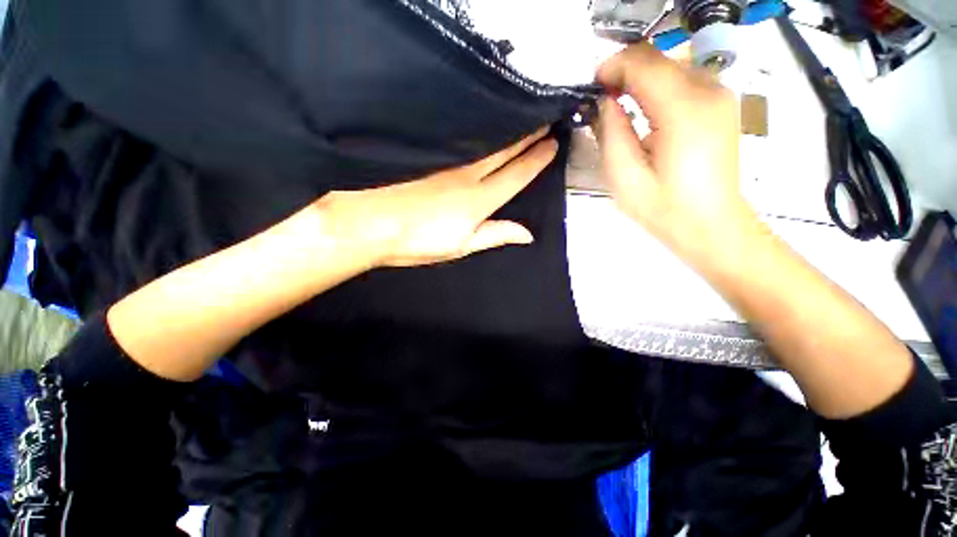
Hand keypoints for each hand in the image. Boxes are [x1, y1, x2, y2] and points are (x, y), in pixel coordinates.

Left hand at [318, 127, 557, 267]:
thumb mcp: (461, 247)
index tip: (552, 144)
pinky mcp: (427, 151)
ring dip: (505, 127)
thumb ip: (495, 235)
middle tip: (543, 117)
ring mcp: (446, 159)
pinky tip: (480, 120)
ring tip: (520, 115)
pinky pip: (458, 135)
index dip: (536, 159)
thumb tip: (527, 234)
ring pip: (484, 139)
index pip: (516, 175)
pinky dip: (476, 128)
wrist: (369, 223)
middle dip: (527, 134)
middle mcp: (467, 174)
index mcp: (479, 201)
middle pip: (504, 150)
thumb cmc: (417, 242)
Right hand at [595, 42, 754, 259]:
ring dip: (640, 80)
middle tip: (601, 101)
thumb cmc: (664, 208)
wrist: (711, 225)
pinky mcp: (721, 104)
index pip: (643, 64)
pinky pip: (683, 79)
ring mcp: (720, 95)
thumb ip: (611, 132)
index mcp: (683, 111)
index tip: (591, 89)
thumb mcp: (624, 176)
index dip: (612, 68)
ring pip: (670, 66)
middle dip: (624, 73)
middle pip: (658, 59)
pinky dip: (658, 88)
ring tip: (619, 108)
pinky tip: (645, 113)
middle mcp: (709, 91)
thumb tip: (605, 102)